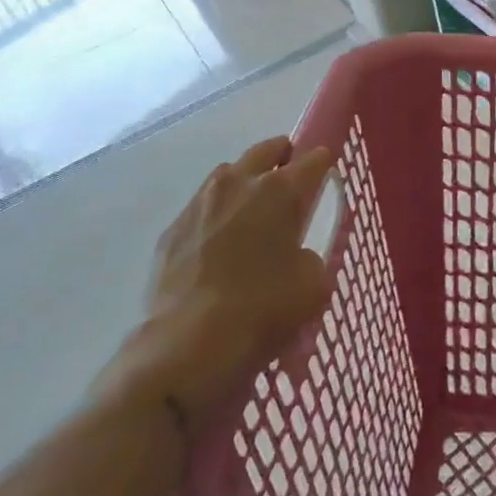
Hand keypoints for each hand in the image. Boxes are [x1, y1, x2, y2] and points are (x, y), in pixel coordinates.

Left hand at [100, 136, 334, 424]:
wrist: (186, 346)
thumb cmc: (262, 309)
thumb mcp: (313, 285)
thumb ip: (311, 257)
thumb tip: (296, 256)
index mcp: (282, 190)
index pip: (315, 159)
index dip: (323, 167)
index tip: (324, 181)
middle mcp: (240, 182)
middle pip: (268, 149)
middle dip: (283, 158)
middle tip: (290, 185)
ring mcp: (201, 202)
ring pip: (229, 173)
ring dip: (245, 183)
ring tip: (251, 214)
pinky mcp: (171, 229)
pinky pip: (201, 208)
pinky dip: (215, 217)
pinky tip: (218, 247)